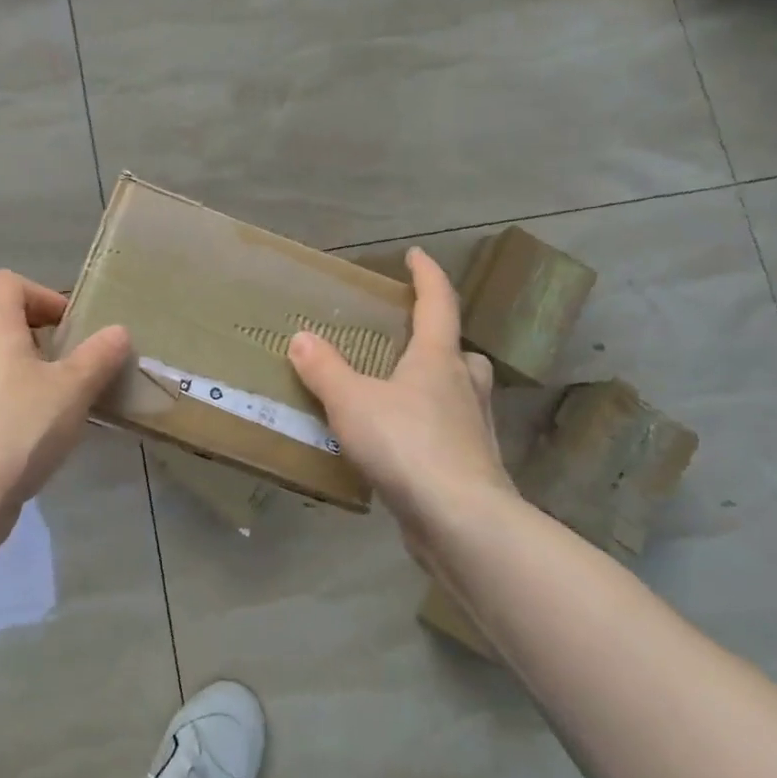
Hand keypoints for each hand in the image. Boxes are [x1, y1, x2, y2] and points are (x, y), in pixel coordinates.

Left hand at [0, 269, 131, 526]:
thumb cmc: (20, 426)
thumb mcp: (73, 389)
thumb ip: (99, 356)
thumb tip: (118, 331)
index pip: (6, 281)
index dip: (41, 295)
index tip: (68, 327)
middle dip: (22, 323)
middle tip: (53, 351)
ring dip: (10, 355)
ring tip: (45, 387)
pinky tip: (25, 419)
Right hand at [288, 247, 514, 546]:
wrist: (463, 522)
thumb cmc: (407, 445)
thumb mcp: (352, 402)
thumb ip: (325, 370)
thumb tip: (302, 338)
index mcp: (438, 359)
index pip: (438, 303)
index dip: (427, 275)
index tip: (416, 255)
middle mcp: (464, 387)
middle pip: (459, 352)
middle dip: (438, 341)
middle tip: (409, 342)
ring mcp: (475, 429)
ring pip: (460, 394)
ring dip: (438, 387)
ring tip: (400, 396)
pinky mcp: (474, 468)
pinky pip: (451, 435)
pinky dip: (431, 431)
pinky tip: (403, 448)